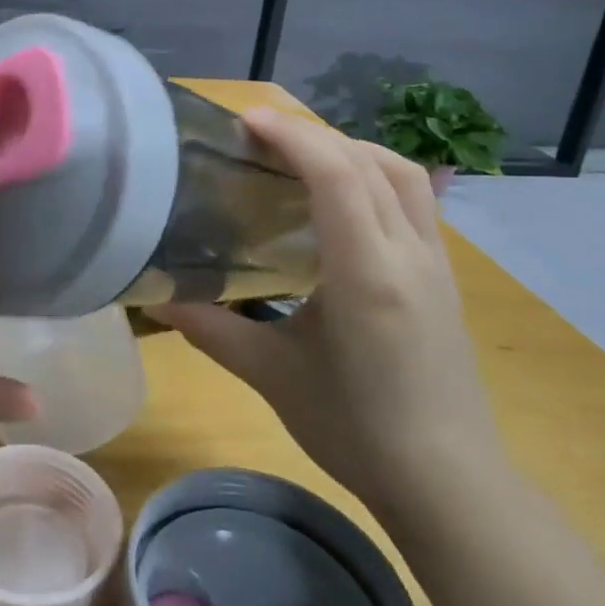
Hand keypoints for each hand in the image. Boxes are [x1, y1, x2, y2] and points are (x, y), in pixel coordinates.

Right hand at [156, 108, 503, 523]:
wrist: (450, 484)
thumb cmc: (357, 431)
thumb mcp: (272, 377)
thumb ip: (210, 329)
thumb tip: (153, 296)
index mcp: (366, 273)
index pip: (336, 174)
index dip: (292, 135)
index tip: (246, 121)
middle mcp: (409, 253)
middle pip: (367, 161)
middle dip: (313, 134)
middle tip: (260, 135)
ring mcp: (436, 262)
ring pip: (401, 173)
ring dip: (351, 149)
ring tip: (303, 155)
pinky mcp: (445, 275)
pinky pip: (414, 199)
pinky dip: (374, 174)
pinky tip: (344, 199)